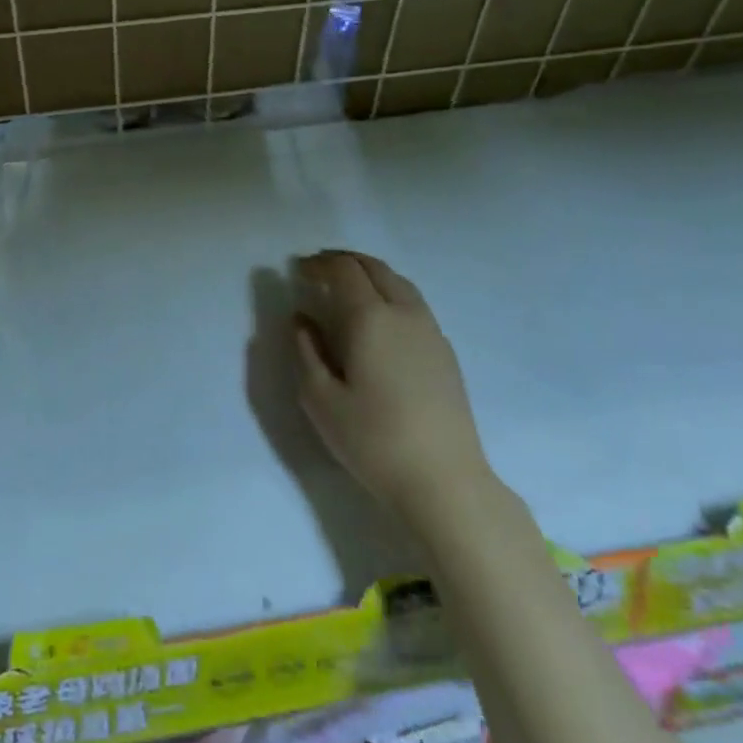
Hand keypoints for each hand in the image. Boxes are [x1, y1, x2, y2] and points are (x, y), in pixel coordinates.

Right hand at [291, 250, 492, 522]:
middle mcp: (404, 312)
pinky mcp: (445, 351)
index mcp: (370, 318)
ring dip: (370, 274)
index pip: (343, 271)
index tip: (297, 270)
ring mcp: (430, 330)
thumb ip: (306, 351)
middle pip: (374, 267)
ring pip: (399, 282)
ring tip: (347, 286)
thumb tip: (302, 319)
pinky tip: (379, 318)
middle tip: (318, 269)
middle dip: (344, 261)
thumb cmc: (373, 440)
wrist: (444, 480)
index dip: (318, 264)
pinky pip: (413, 303)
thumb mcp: (320, 400)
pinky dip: (389, 292)